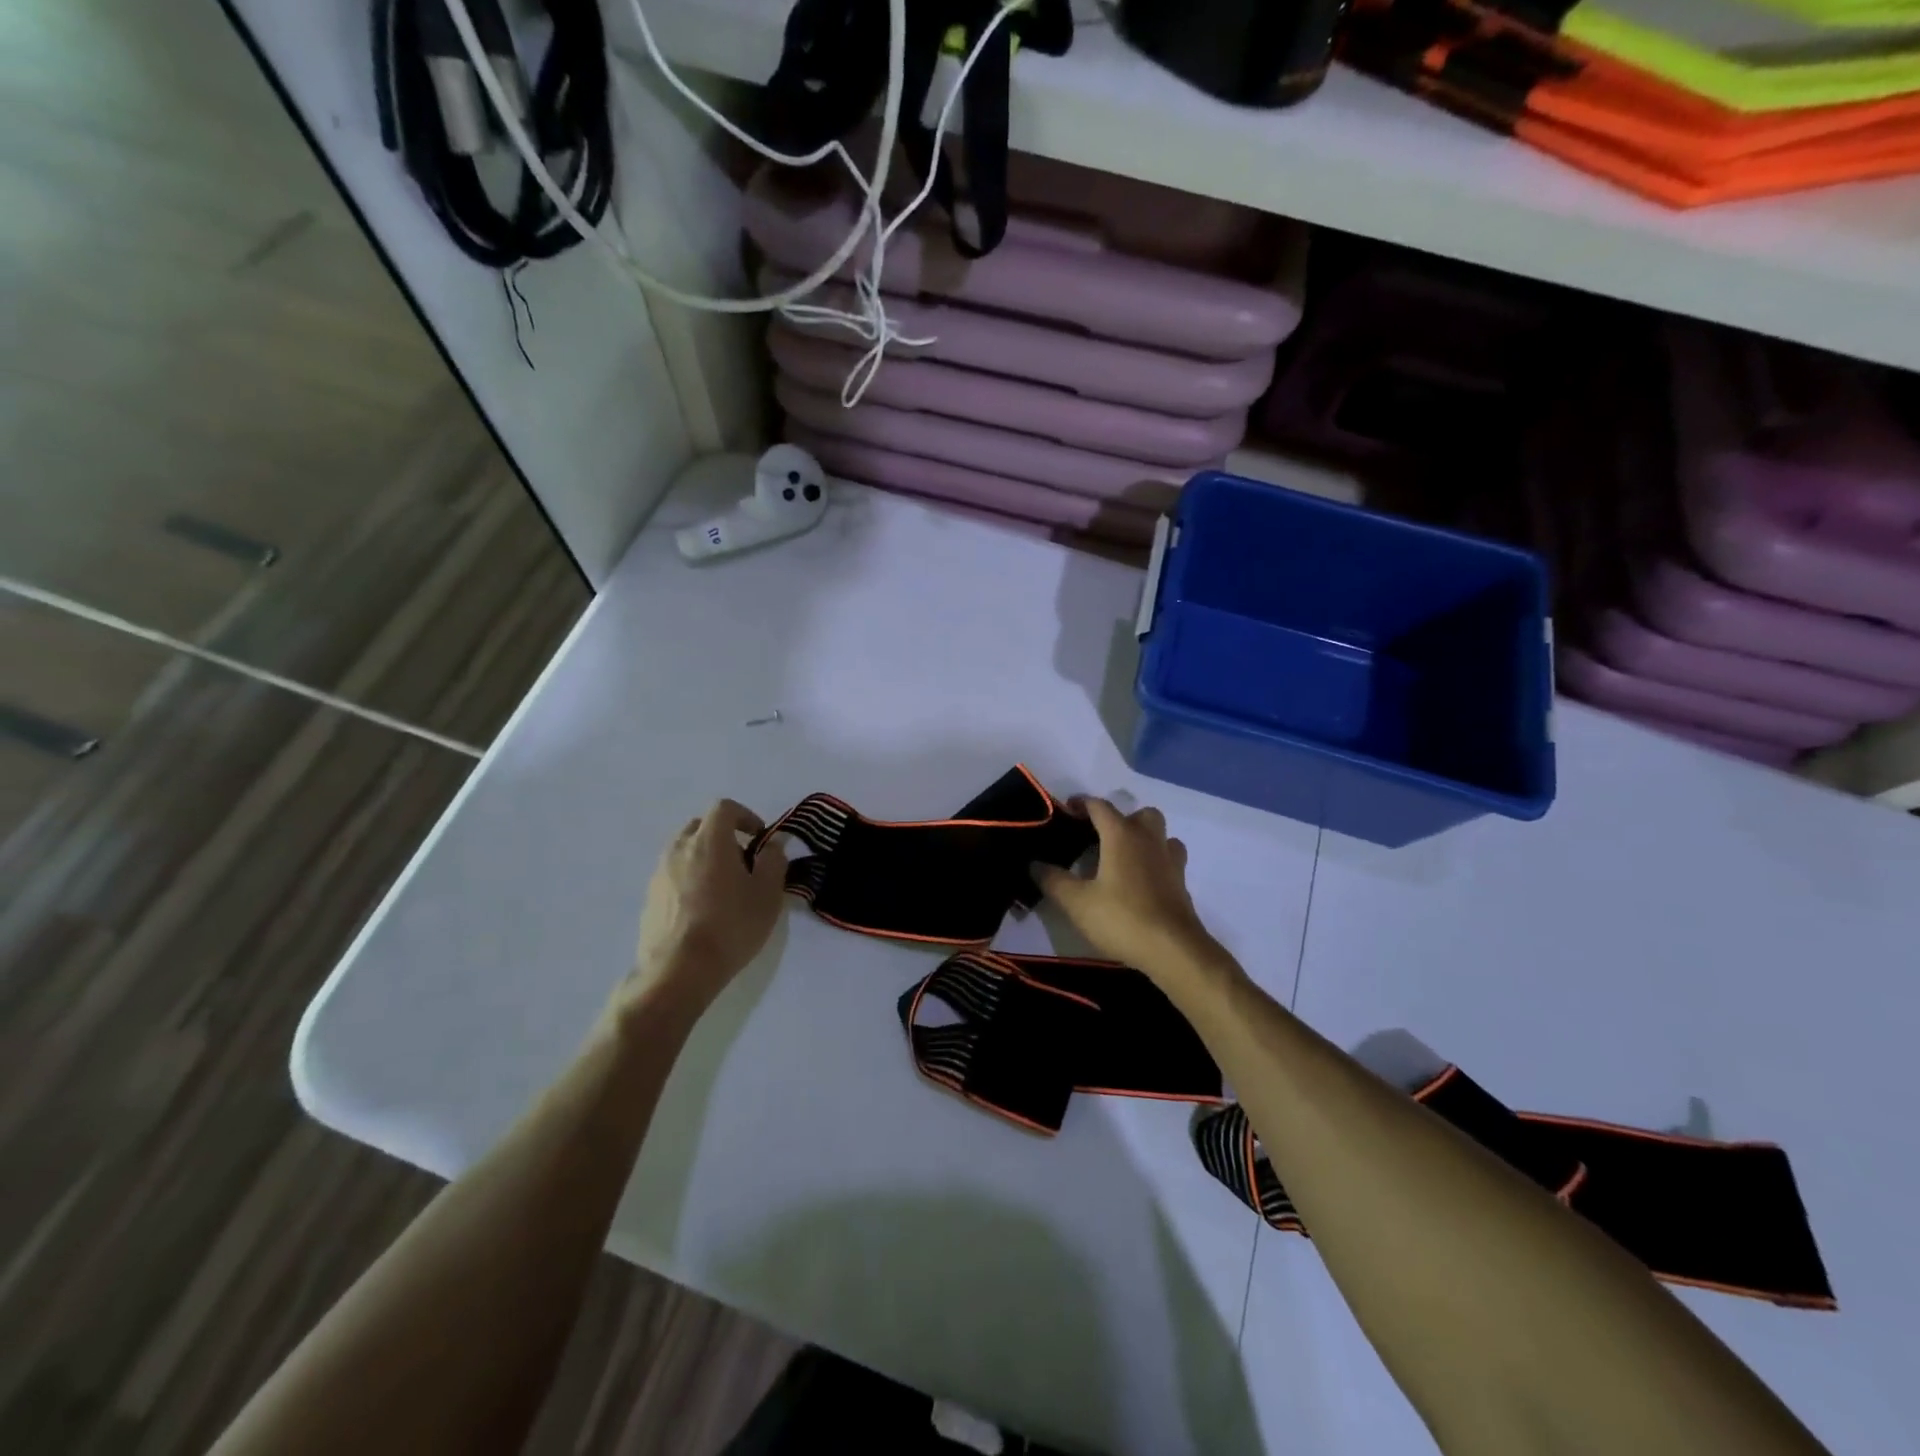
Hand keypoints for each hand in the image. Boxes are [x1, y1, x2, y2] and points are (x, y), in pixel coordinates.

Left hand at [614, 800, 788, 1022]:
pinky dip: (689, 879)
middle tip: (743, 862)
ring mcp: (659, 873)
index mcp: (709, 840)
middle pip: (701, 826)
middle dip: (723, 835)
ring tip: (723, 888)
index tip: (759, 838)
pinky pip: (672, 875)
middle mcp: (679, 849)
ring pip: (684, 851)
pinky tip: (703, 909)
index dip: (745, 816)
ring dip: (704, 858)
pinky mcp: (649, 899)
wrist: (678, 971)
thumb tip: (773, 844)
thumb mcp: (767, 894)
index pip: (724, 808)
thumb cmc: (731, 926)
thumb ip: (774, 860)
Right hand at [1032, 798, 1217, 980]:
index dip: (1081, 803)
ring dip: (1143, 837)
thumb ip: (1053, 880)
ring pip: (1160, 834)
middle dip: (1121, 818)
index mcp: (1121, 835)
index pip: (1100, 806)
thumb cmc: (1122, 918)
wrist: (1173, 950)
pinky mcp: (1182, 883)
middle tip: (1100, 837)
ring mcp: (1170, 860)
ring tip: (1123, 857)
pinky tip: (1141, 880)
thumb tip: (1035, 864)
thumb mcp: (1077, 902)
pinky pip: (1169, 858)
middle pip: (1140, 814)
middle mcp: (1148, 840)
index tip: (1066, 810)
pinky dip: (1155, 861)